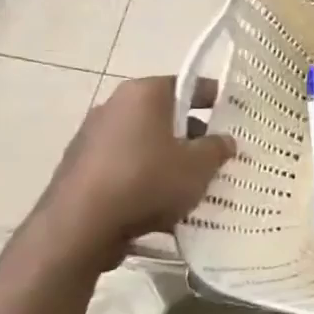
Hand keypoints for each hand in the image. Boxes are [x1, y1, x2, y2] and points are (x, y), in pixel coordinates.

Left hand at [32, 76, 234, 268]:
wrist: (80, 227)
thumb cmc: (148, 181)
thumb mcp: (200, 165)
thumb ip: (217, 148)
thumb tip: (223, 140)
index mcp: (144, 93)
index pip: (188, 85)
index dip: (215, 99)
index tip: (234, 115)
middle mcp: (114, 106)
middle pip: (164, 114)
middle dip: (191, 133)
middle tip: (215, 154)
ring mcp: (91, 136)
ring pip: (144, 141)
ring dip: (167, 157)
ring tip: (190, 184)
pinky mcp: (79, 167)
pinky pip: (124, 164)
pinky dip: (143, 176)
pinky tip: (159, 202)